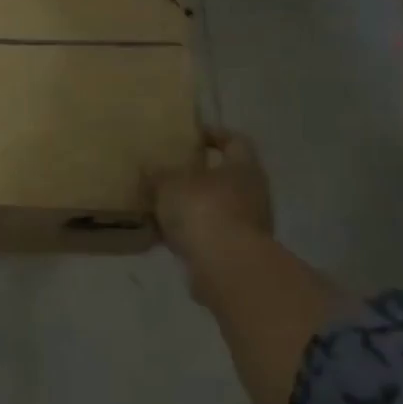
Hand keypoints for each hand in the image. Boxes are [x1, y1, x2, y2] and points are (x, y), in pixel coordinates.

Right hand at [149, 128, 275, 292]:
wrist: (226, 268)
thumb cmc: (203, 210)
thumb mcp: (169, 184)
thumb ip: (158, 175)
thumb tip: (149, 168)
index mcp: (243, 168)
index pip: (235, 142)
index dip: (214, 135)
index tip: (192, 135)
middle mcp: (253, 195)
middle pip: (225, 178)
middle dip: (198, 176)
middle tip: (169, 172)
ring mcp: (248, 227)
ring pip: (216, 209)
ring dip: (192, 208)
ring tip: (160, 206)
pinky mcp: (237, 254)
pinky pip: (209, 237)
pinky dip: (190, 236)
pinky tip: (163, 237)